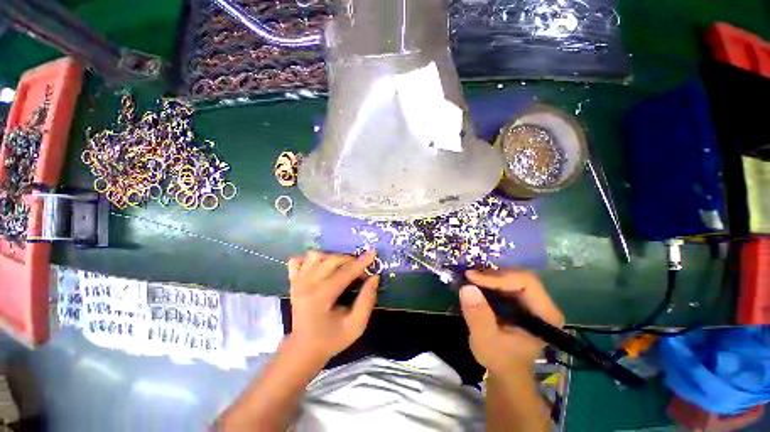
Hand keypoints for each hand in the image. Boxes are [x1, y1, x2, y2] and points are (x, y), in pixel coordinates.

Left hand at [286, 250, 379, 361]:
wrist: (303, 349)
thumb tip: (374, 277)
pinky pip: (297, 260)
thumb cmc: (331, 339)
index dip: (361, 262)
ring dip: (333, 257)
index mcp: (321, 297)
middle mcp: (307, 285)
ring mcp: (297, 282)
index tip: (373, 253)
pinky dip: (310, 260)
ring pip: (316, 256)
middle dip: (350, 260)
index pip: (345, 273)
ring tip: (342, 267)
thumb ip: (366, 300)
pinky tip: (320, 266)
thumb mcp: (356, 326)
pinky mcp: (293, 282)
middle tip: (360, 269)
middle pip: (332, 260)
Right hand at [459, 269, 562, 374]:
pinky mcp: (520, 301)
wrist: (504, 370)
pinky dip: (489, 281)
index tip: (473, 278)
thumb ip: (479, 316)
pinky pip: (505, 282)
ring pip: (511, 277)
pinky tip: (476, 284)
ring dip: (489, 276)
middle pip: (518, 276)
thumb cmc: (499, 359)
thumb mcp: (485, 341)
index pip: (526, 282)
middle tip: (470, 277)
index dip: (499, 277)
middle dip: (492, 275)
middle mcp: (542, 304)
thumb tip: (467, 288)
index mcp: (544, 315)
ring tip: (470, 279)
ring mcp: (531, 301)